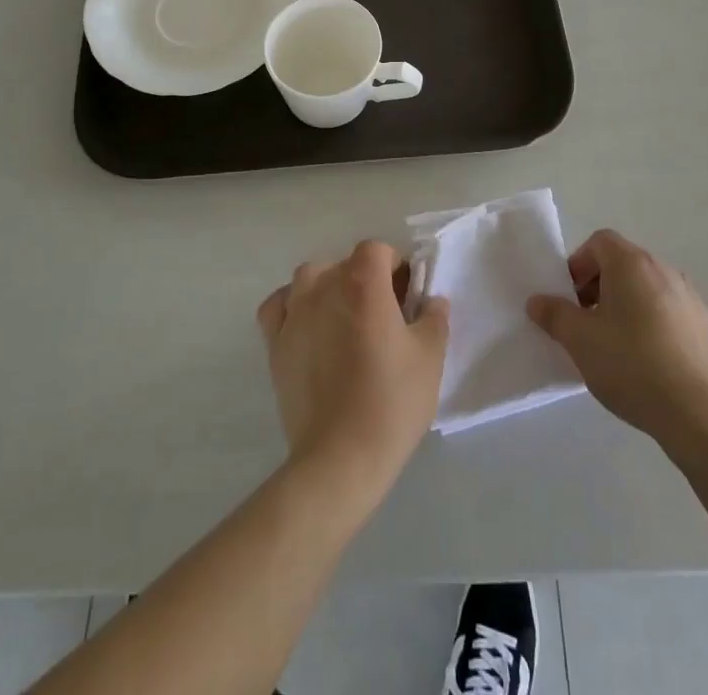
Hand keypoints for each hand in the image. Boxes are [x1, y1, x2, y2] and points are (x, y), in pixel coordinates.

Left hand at [257, 241, 448, 502]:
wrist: (340, 456)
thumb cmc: (391, 401)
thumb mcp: (430, 357)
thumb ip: (434, 318)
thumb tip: (431, 300)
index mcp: (363, 282)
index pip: (377, 250)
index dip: (394, 265)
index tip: (406, 295)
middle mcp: (323, 285)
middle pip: (345, 264)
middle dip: (365, 280)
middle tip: (383, 316)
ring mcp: (294, 312)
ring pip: (310, 278)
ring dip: (328, 288)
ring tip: (344, 321)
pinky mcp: (274, 342)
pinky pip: (279, 306)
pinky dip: (292, 307)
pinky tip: (307, 327)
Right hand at [526, 229, 707, 446]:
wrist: (700, 415)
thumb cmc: (631, 365)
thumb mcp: (579, 341)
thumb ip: (555, 315)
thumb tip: (537, 301)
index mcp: (631, 263)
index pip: (600, 242)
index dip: (579, 264)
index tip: (570, 298)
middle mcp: (663, 269)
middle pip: (623, 263)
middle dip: (599, 286)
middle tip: (586, 322)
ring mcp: (690, 297)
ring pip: (647, 288)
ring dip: (625, 305)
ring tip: (615, 345)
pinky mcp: (706, 326)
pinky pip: (668, 311)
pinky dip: (651, 323)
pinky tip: (646, 362)